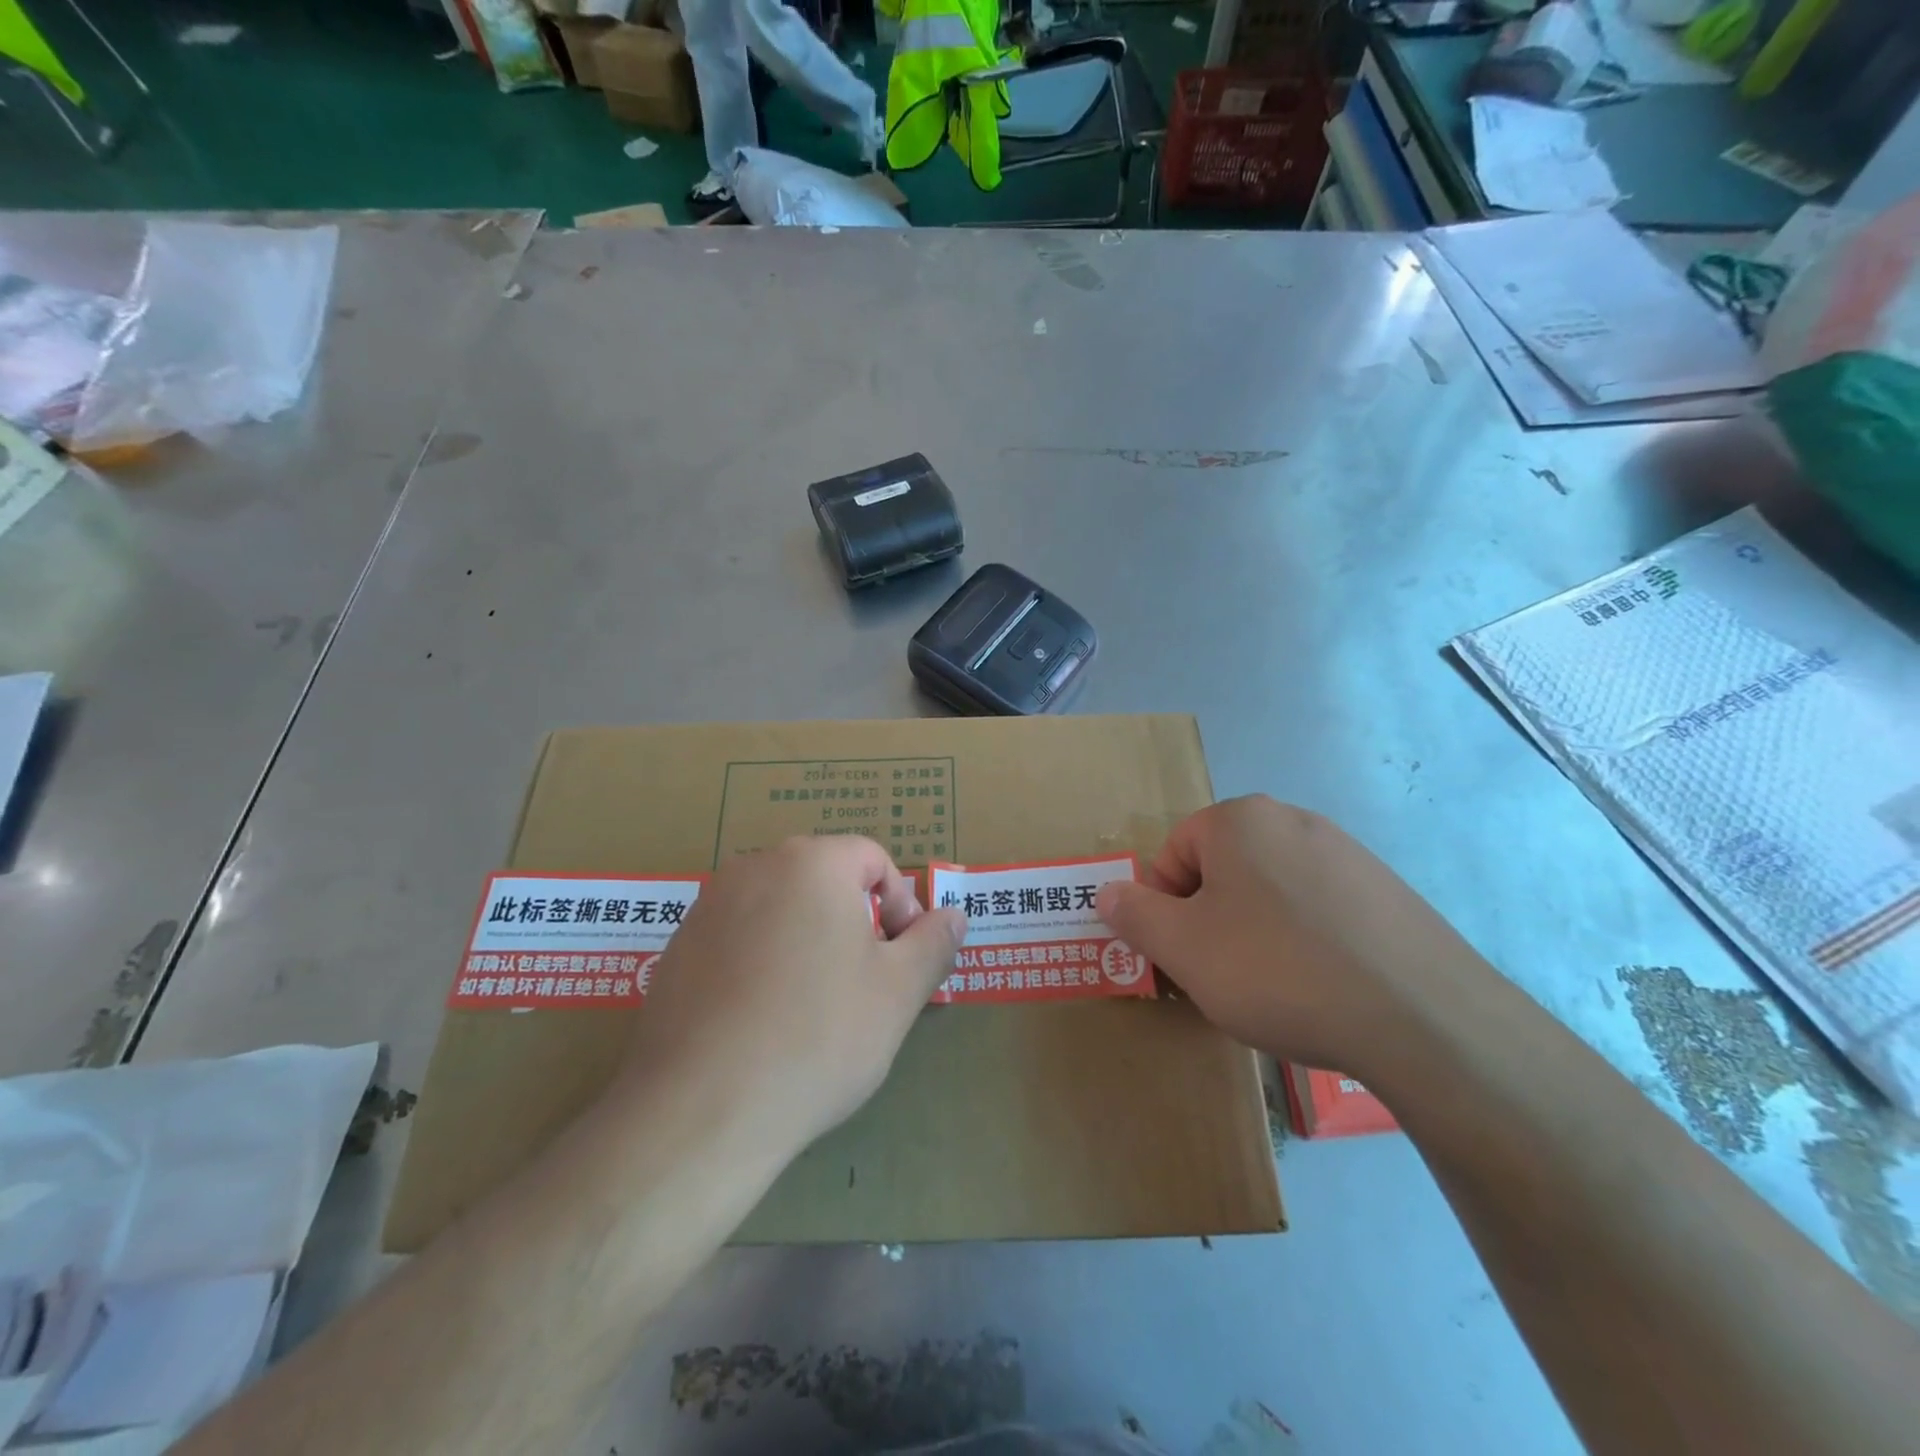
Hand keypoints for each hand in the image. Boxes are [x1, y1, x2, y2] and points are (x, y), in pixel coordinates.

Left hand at [621, 836, 967, 1155]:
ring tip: (814, 1008)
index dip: (900, 905)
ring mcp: (708, 907)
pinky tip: (764, 1022)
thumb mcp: (898, 992)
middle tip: (864, 985)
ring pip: (781, 909)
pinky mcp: (678, 948)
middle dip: (855, 923)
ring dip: (810, 942)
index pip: (873, 859)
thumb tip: (953, 916)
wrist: (700, 1110)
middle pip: (824, 880)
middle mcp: (754, 867)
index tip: (900, 961)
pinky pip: (740, 938)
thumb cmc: (818, 1037)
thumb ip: (933, 943)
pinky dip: (763, 963)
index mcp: (811, 862)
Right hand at [1096, 797, 1487, 1077]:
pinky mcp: (1388, 892)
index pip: (1173, 853)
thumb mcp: (1183, 949)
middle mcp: (1293, 820)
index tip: (1181, 957)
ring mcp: (1348, 854)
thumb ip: (1133, 914)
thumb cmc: (1278, 971)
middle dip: (1209, 920)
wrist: (1423, 1019)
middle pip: (1222, 869)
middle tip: (1220, 976)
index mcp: (1240, 820)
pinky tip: (1323, 987)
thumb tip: (1106, 892)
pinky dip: (1306, 942)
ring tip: (1273, 989)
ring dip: (1255, 932)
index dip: (1164, 907)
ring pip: (1271, 891)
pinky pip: (1320, 910)